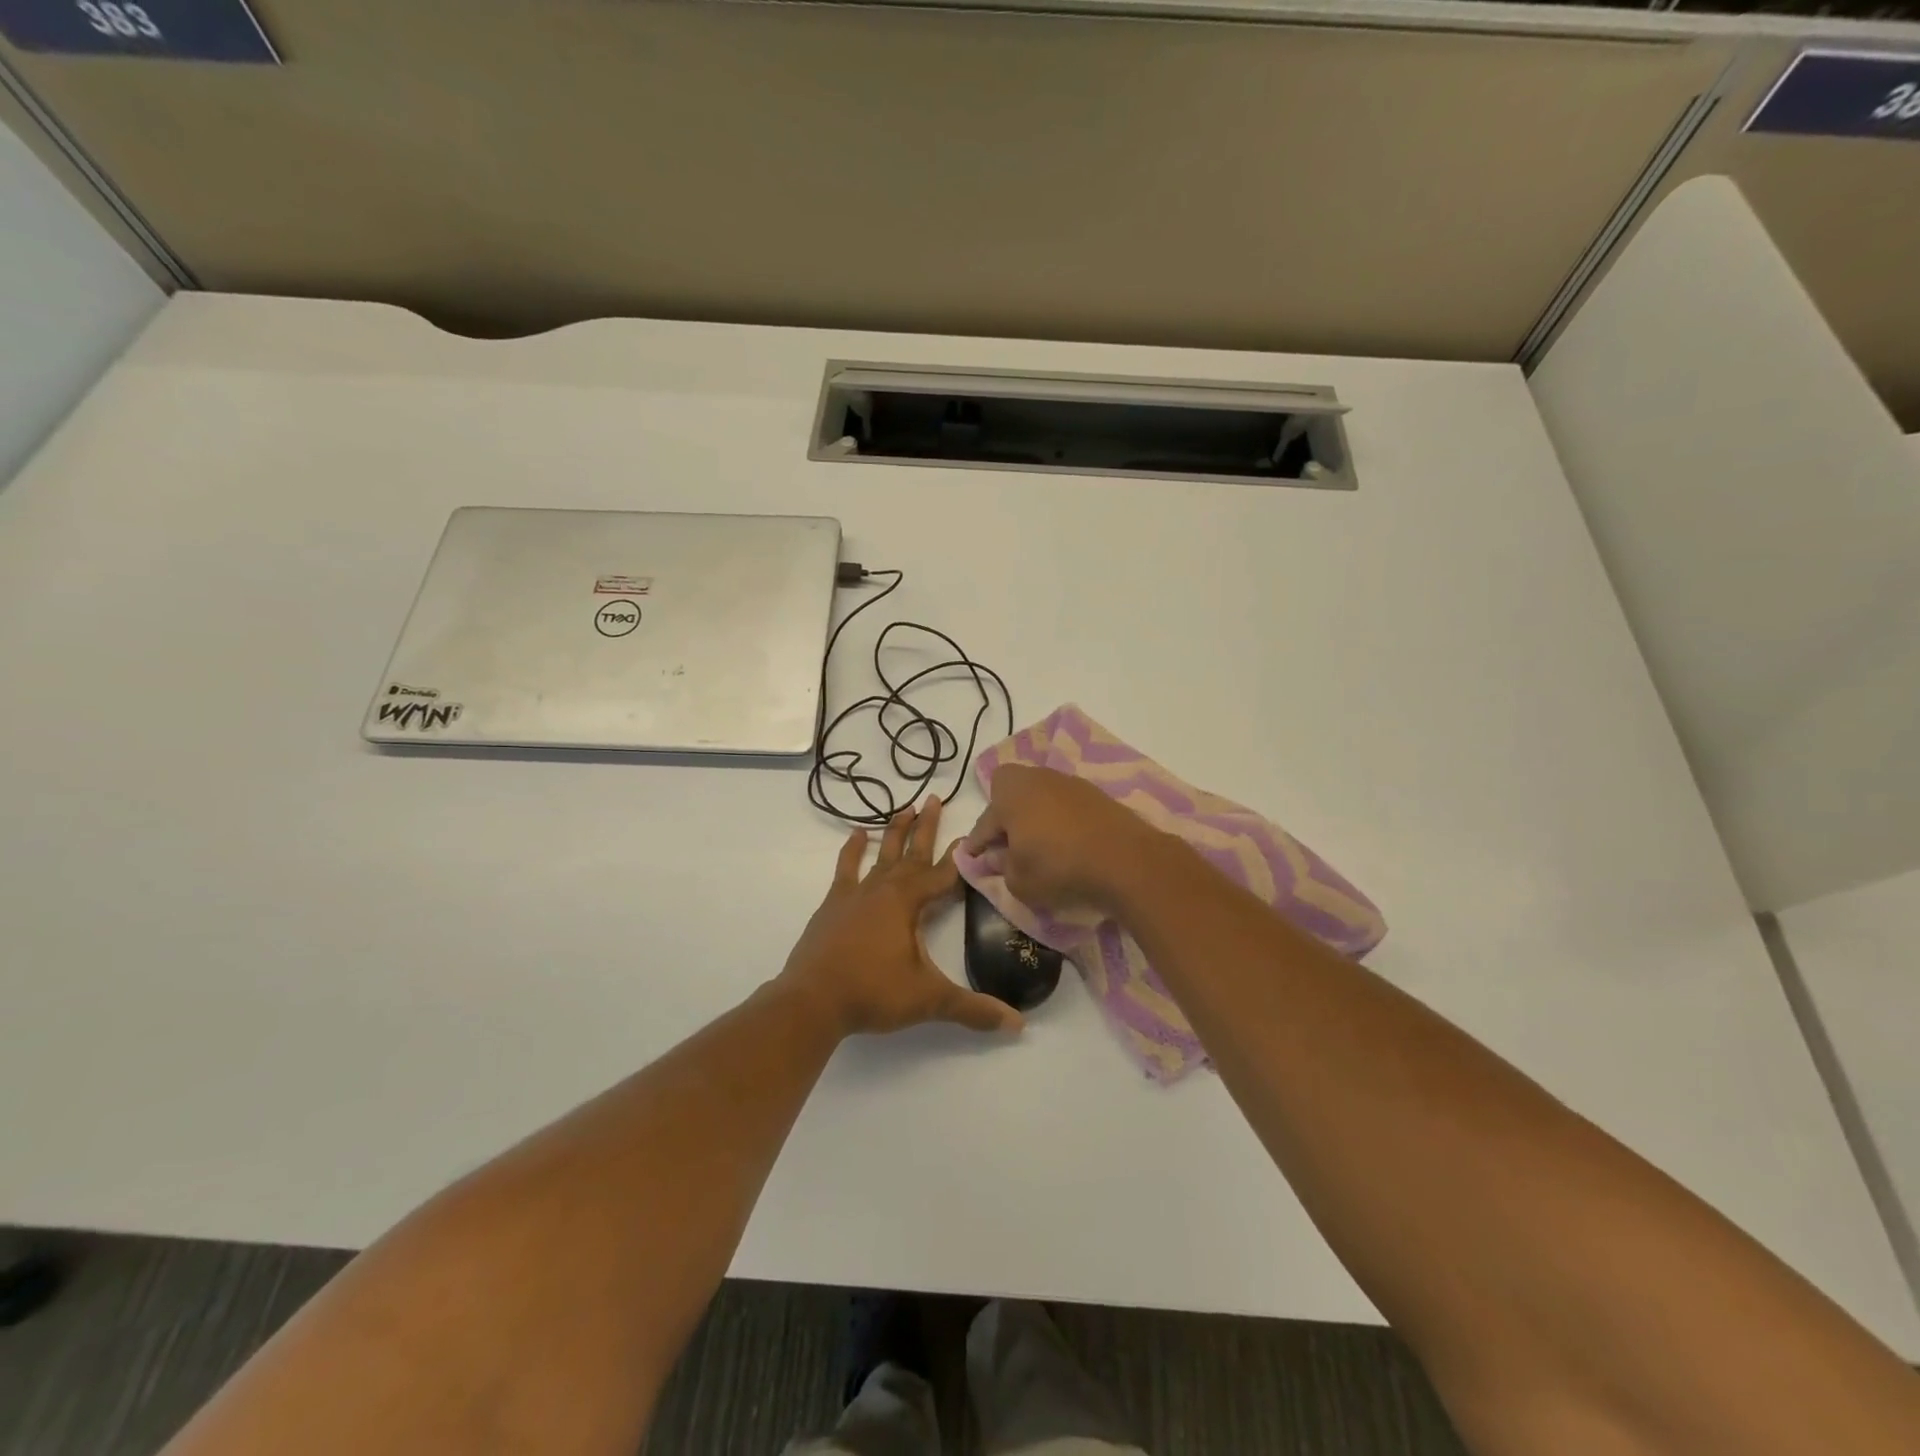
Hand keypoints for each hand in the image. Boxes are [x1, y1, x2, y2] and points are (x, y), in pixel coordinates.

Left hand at [780, 798, 1022, 1037]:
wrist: (812, 1001)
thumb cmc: (873, 993)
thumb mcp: (928, 1000)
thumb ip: (973, 1009)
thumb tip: (1018, 1025)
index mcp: (908, 903)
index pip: (944, 874)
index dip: (962, 857)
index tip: (974, 834)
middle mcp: (884, 889)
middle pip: (912, 853)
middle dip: (926, 827)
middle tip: (935, 798)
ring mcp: (856, 894)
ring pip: (882, 855)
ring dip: (895, 831)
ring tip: (905, 807)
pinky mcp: (833, 904)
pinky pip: (846, 869)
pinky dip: (853, 851)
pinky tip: (858, 834)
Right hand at [964, 764, 1164, 913]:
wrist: (1125, 860)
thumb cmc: (1059, 868)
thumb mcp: (1019, 881)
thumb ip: (1002, 868)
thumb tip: (998, 857)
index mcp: (1010, 794)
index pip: (985, 821)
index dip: (976, 842)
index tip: (972, 856)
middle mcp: (1037, 779)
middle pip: (1010, 791)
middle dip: (1004, 813)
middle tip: (1006, 841)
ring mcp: (1069, 783)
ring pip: (1039, 795)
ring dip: (1034, 815)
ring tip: (1038, 843)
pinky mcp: (1096, 794)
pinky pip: (1064, 804)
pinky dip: (1059, 819)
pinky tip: (1066, 841)